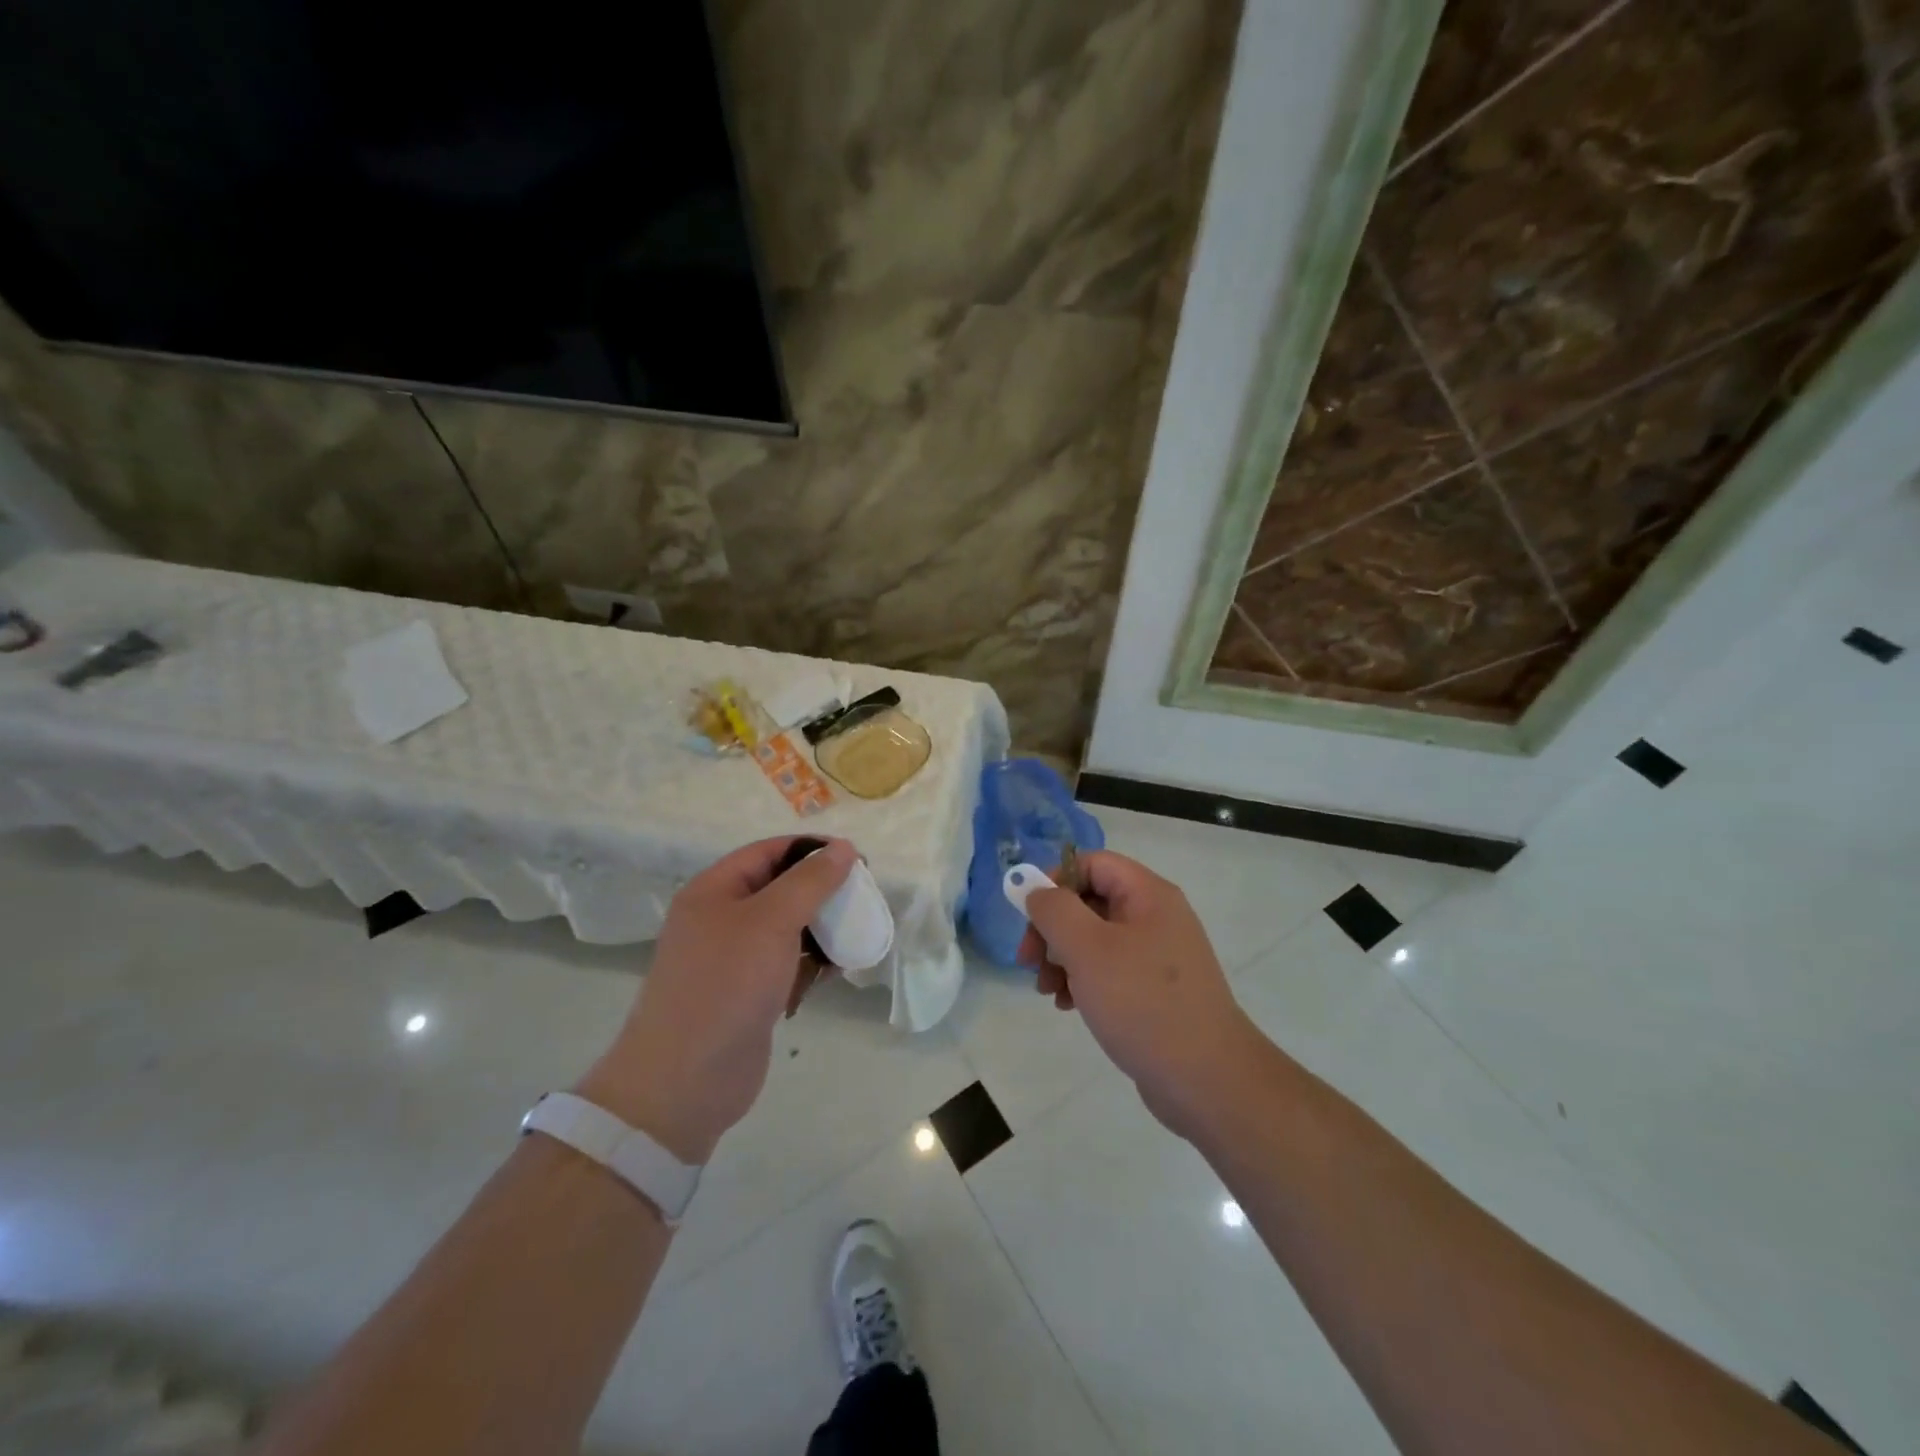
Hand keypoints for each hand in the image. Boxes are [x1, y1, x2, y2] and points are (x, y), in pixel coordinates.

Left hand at [577, 837, 856, 1164]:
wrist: (686, 1079)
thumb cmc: (727, 984)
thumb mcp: (771, 920)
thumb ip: (810, 881)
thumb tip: (843, 847)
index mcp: (713, 890)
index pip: (769, 852)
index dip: (812, 850)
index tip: (856, 859)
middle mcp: (720, 919)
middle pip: (780, 888)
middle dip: (822, 891)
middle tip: (862, 897)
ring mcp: (733, 959)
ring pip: (787, 928)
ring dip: (821, 928)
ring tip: (856, 934)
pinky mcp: (747, 994)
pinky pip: (786, 964)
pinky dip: (812, 963)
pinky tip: (837, 970)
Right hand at [1021, 851, 1262, 1137]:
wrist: (1207, 1080)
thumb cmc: (1143, 1003)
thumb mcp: (1088, 949)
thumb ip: (1054, 910)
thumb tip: (1035, 889)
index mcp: (1148, 895)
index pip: (1093, 863)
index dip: (1055, 880)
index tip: (1029, 915)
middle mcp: (1156, 916)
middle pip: (1090, 901)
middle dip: (1053, 928)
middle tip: (1028, 961)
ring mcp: (1158, 955)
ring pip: (1095, 938)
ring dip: (1062, 958)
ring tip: (1047, 991)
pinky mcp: (1155, 989)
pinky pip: (1110, 969)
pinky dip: (1083, 980)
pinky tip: (1069, 1005)